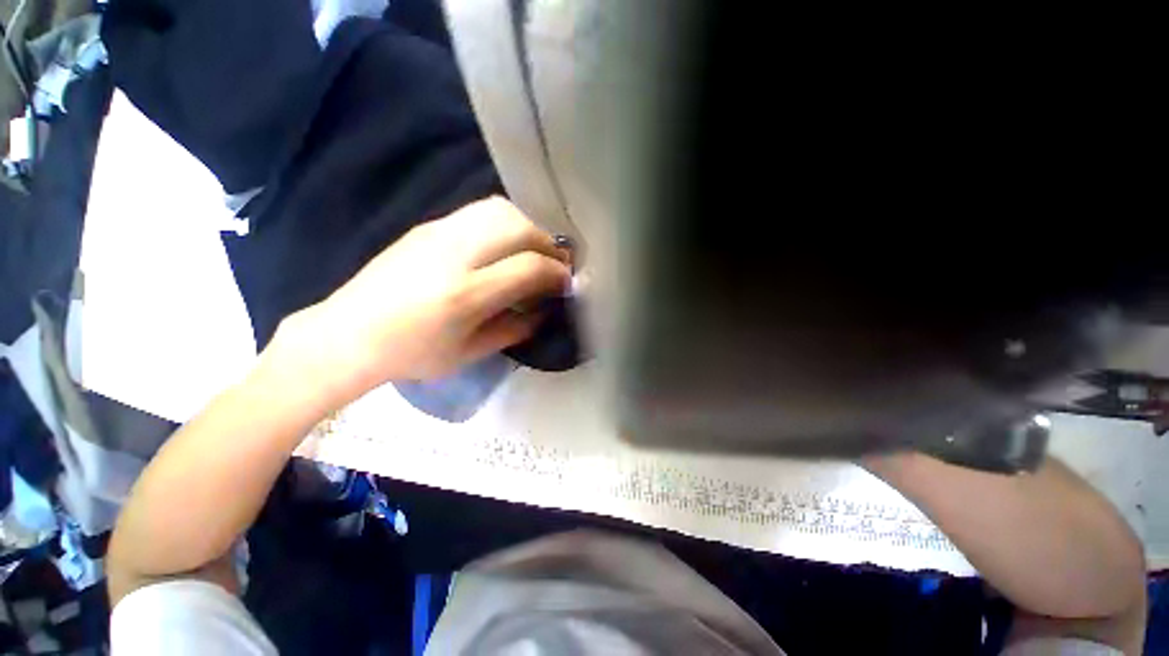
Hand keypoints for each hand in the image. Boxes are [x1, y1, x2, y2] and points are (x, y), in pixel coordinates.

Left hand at [276, 197, 571, 403]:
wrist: (347, 334)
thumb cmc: (411, 354)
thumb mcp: (469, 353)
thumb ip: (514, 330)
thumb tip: (543, 311)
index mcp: (465, 294)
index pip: (529, 268)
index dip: (557, 273)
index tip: (567, 283)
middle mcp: (454, 254)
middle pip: (519, 228)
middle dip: (548, 244)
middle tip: (555, 265)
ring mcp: (438, 233)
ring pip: (500, 210)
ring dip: (528, 228)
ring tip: (533, 251)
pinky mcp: (428, 225)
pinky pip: (479, 211)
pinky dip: (505, 223)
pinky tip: (504, 245)